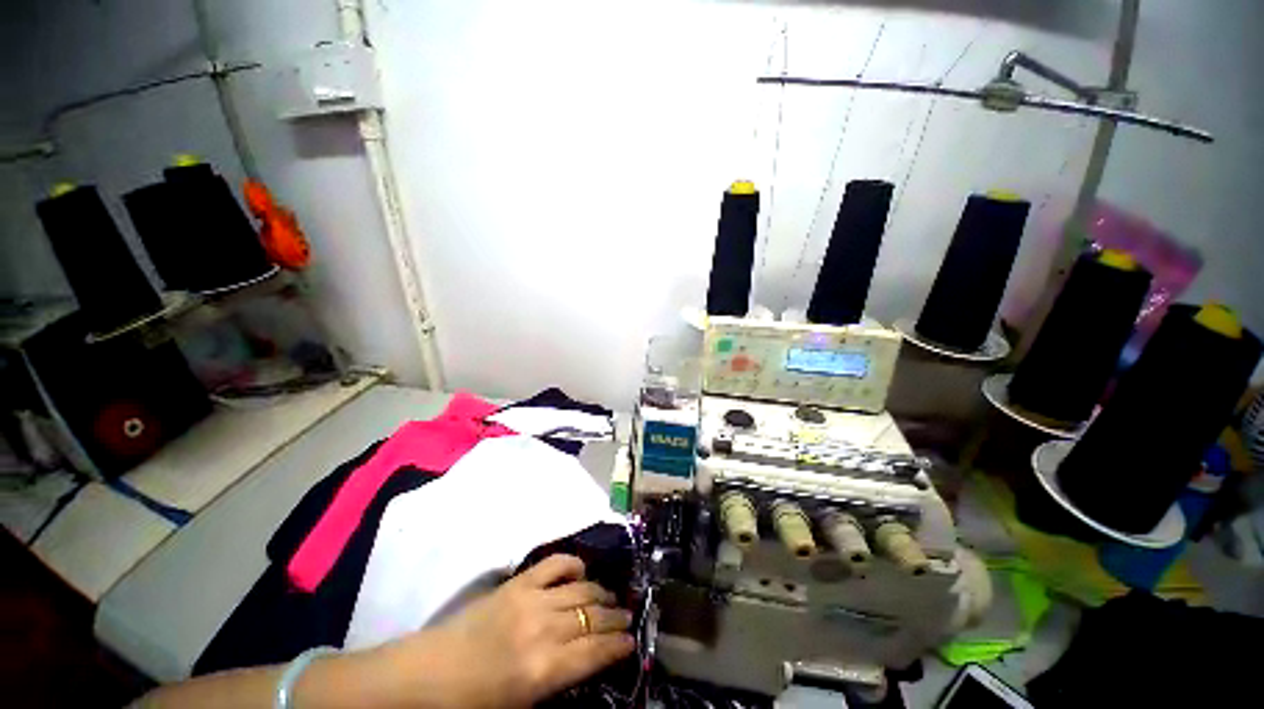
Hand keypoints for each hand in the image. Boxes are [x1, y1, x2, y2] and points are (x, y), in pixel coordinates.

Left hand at [378, 554, 634, 707]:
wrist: (431, 673)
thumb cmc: (476, 701)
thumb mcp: (523, 704)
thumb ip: (560, 679)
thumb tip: (589, 659)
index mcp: (544, 670)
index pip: (596, 651)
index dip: (619, 645)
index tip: (631, 641)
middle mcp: (544, 630)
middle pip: (592, 617)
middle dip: (616, 618)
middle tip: (628, 617)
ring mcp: (531, 599)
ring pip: (581, 589)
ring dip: (602, 592)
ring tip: (612, 597)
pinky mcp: (519, 582)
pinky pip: (555, 564)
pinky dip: (573, 565)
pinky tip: (582, 571)